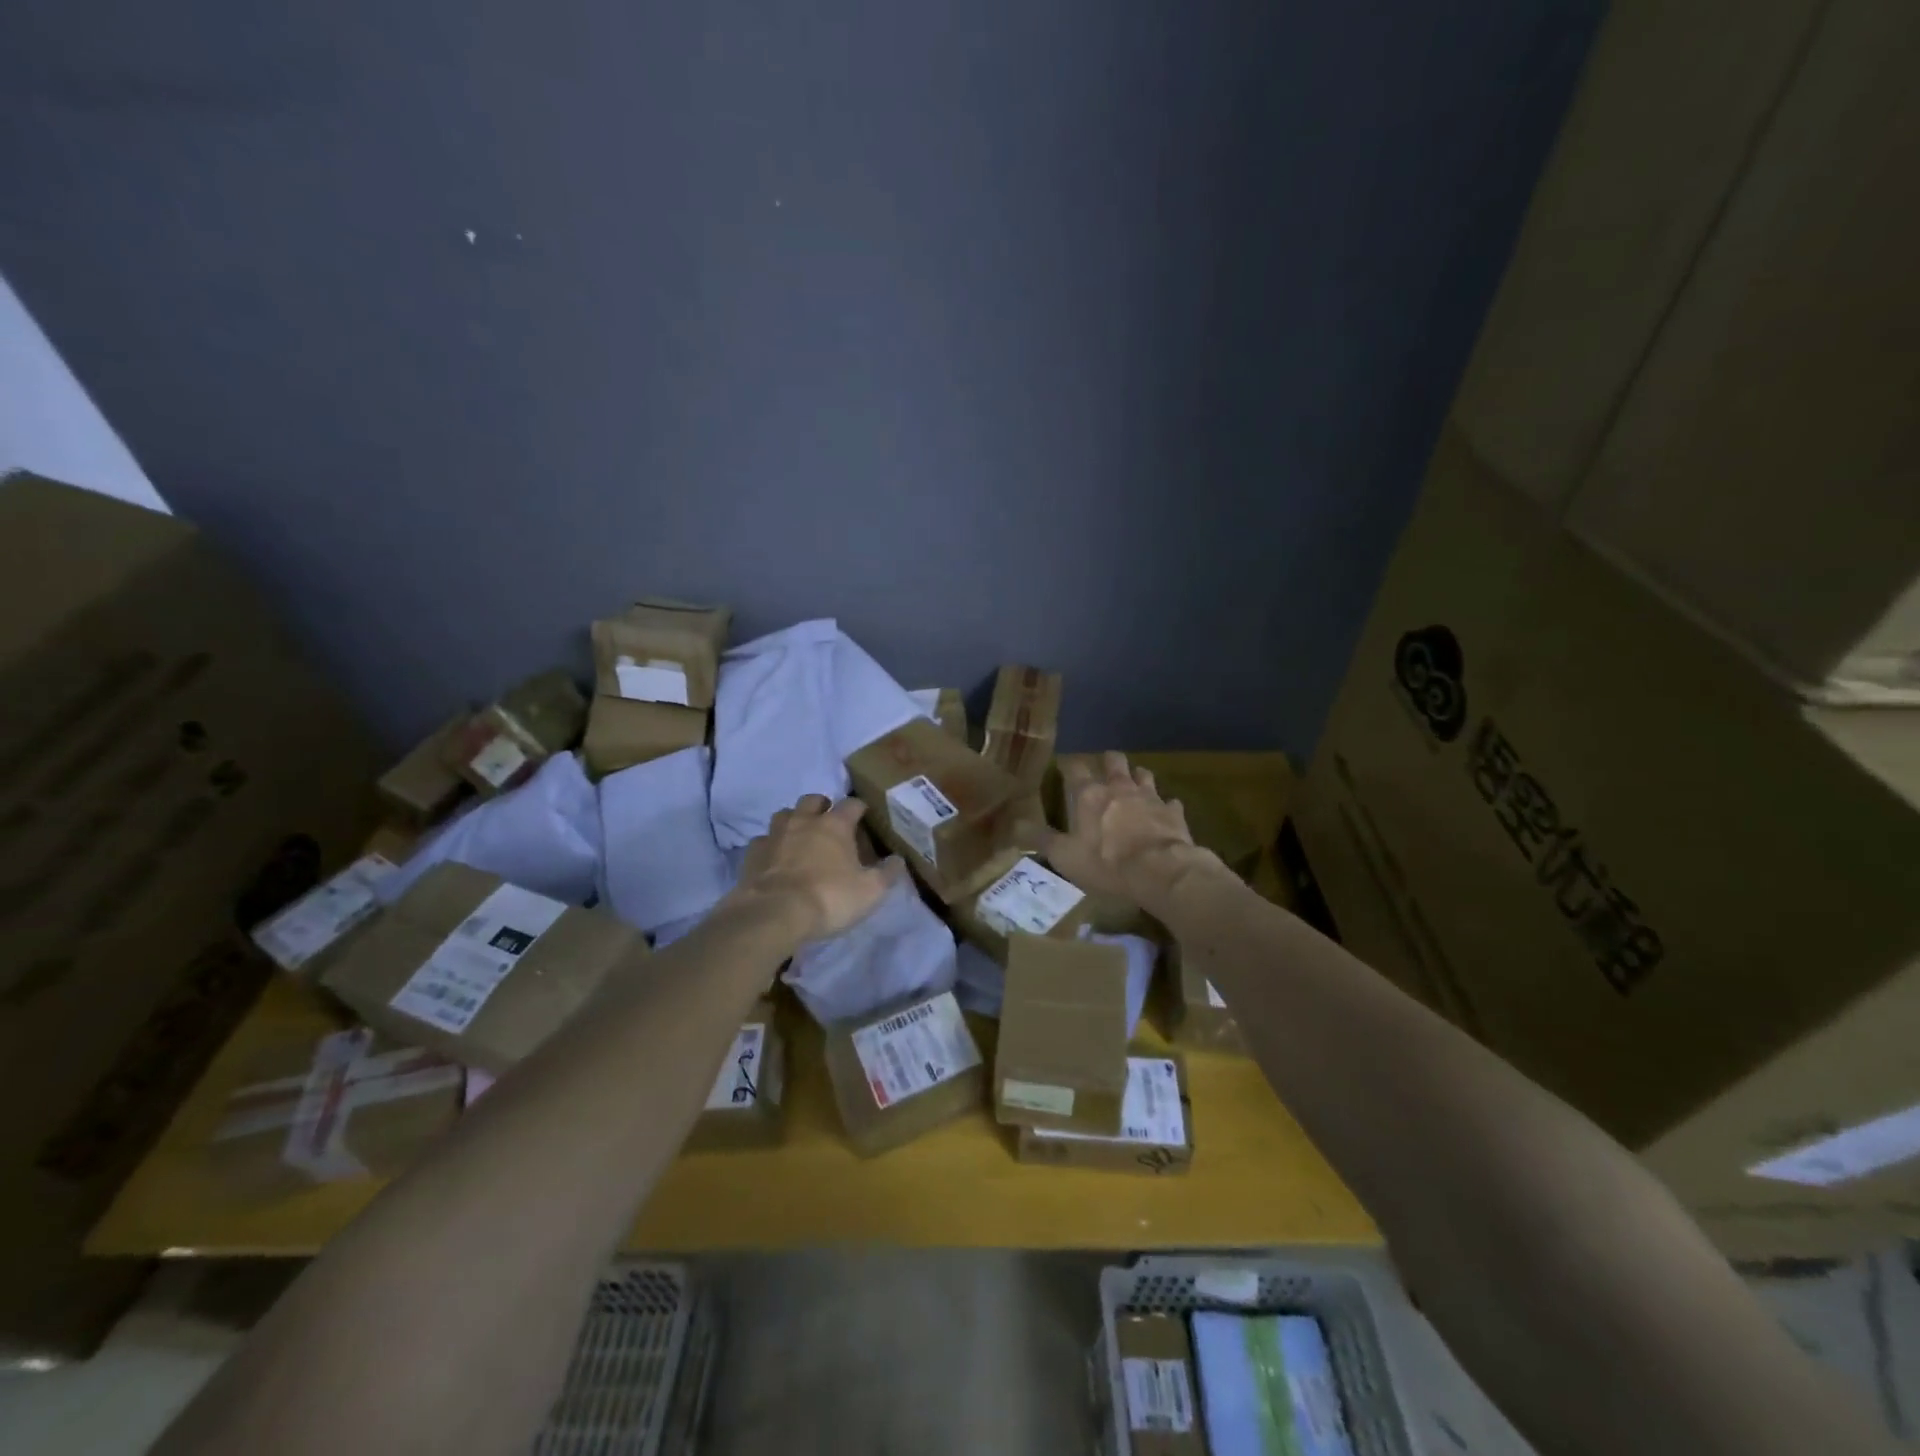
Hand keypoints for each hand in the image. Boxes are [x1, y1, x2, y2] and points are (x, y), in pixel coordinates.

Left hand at [732, 795, 903, 941]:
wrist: (774, 913)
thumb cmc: (829, 898)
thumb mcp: (870, 891)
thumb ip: (887, 873)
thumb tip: (899, 860)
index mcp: (835, 825)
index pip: (852, 804)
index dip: (860, 808)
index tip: (865, 816)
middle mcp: (804, 821)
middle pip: (813, 799)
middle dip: (822, 806)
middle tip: (829, 823)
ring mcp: (775, 834)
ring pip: (784, 814)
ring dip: (794, 820)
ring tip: (800, 837)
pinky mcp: (753, 853)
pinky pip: (763, 840)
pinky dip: (771, 845)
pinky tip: (775, 858)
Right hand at [1035, 752, 1212, 899]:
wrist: (1161, 872)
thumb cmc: (1106, 863)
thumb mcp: (1065, 856)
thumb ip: (1042, 839)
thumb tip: (1015, 825)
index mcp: (1089, 795)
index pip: (1075, 768)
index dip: (1068, 765)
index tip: (1064, 767)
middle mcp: (1119, 788)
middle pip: (1114, 761)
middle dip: (1108, 761)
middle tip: (1104, 768)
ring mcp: (1150, 797)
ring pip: (1144, 775)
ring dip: (1137, 777)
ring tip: (1134, 784)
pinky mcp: (1173, 812)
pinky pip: (1170, 803)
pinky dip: (1165, 806)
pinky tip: (1164, 814)